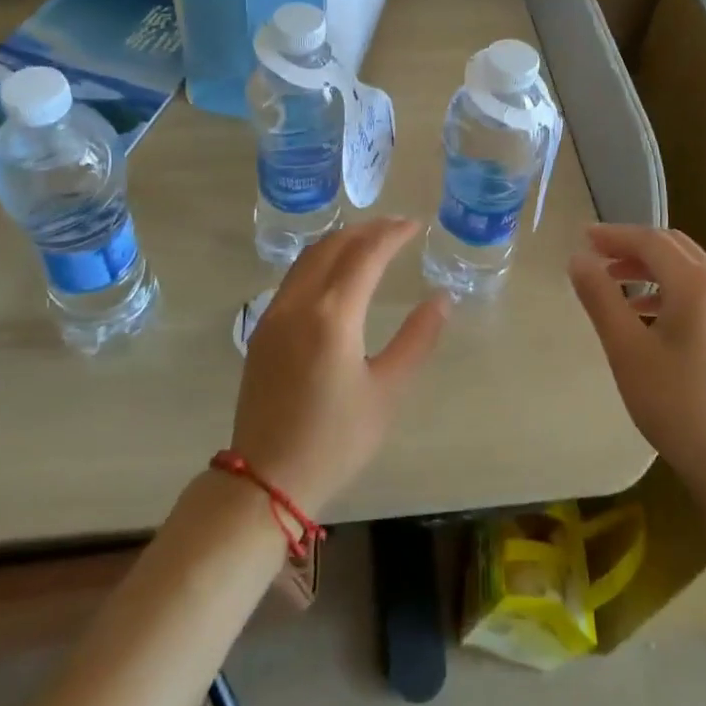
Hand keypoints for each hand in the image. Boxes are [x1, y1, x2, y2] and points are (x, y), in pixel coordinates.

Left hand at [230, 218, 448, 515]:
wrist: (266, 479)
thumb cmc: (336, 440)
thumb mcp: (387, 392)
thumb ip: (417, 339)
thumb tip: (442, 298)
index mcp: (332, 316)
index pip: (366, 254)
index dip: (392, 234)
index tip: (415, 225)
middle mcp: (298, 303)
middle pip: (334, 246)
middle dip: (367, 230)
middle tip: (397, 227)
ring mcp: (274, 314)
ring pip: (309, 257)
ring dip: (341, 241)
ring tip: (370, 240)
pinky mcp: (263, 329)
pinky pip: (294, 276)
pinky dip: (321, 260)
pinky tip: (337, 271)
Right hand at [568, 225, 705, 489]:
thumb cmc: (677, 407)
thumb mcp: (627, 350)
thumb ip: (601, 297)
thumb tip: (579, 259)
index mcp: (699, 286)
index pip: (652, 242)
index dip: (615, 235)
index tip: (583, 237)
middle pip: (675, 249)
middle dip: (634, 247)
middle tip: (597, 256)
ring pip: (692, 270)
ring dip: (652, 269)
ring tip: (616, 285)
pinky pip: (705, 293)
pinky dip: (672, 289)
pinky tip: (650, 316)